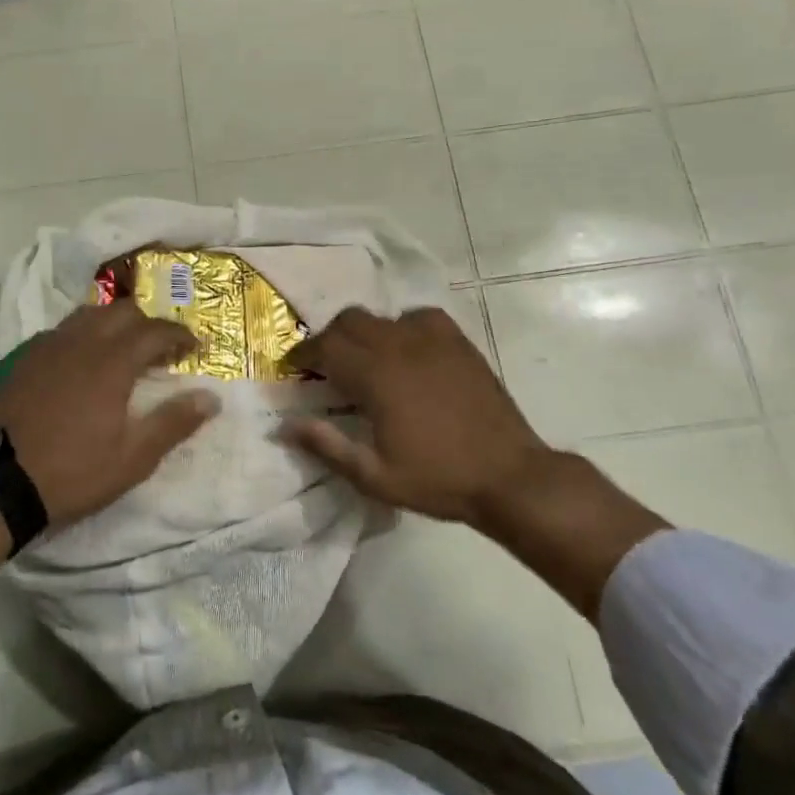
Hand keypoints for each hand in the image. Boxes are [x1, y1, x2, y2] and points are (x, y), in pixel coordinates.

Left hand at [0, 302, 220, 527]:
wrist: (0, 479)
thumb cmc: (73, 471)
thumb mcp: (133, 457)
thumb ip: (174, 422)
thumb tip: (211, 398)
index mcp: (113, 361)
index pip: (156, 330)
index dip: (180, 334)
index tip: (195, 347)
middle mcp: (83, 341)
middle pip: (124, 311)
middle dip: (149, 323)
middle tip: (162, 349)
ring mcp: (50, 346)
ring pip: (91, 314)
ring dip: (116, 323)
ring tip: (125, 348)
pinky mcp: (27, 357)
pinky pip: (64, 329)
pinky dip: (86, 333)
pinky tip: (85, 359)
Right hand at [282, 306, 668, 619]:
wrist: (509, 476)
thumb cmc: (437, 479)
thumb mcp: (374, 476)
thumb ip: (327, 445)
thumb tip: (285, 426)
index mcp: (376, 376)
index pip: (326, 347)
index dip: (304, 354)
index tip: (296, 368)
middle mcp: (399, 346)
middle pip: (350, 321)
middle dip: (330, 338)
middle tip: (326, 365)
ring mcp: (432, 340)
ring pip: (382, 316)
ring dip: (363, 331)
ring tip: (365, 357)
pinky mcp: (458, 342)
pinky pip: (419, 316)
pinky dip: (402, 326)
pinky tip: (406, 349)